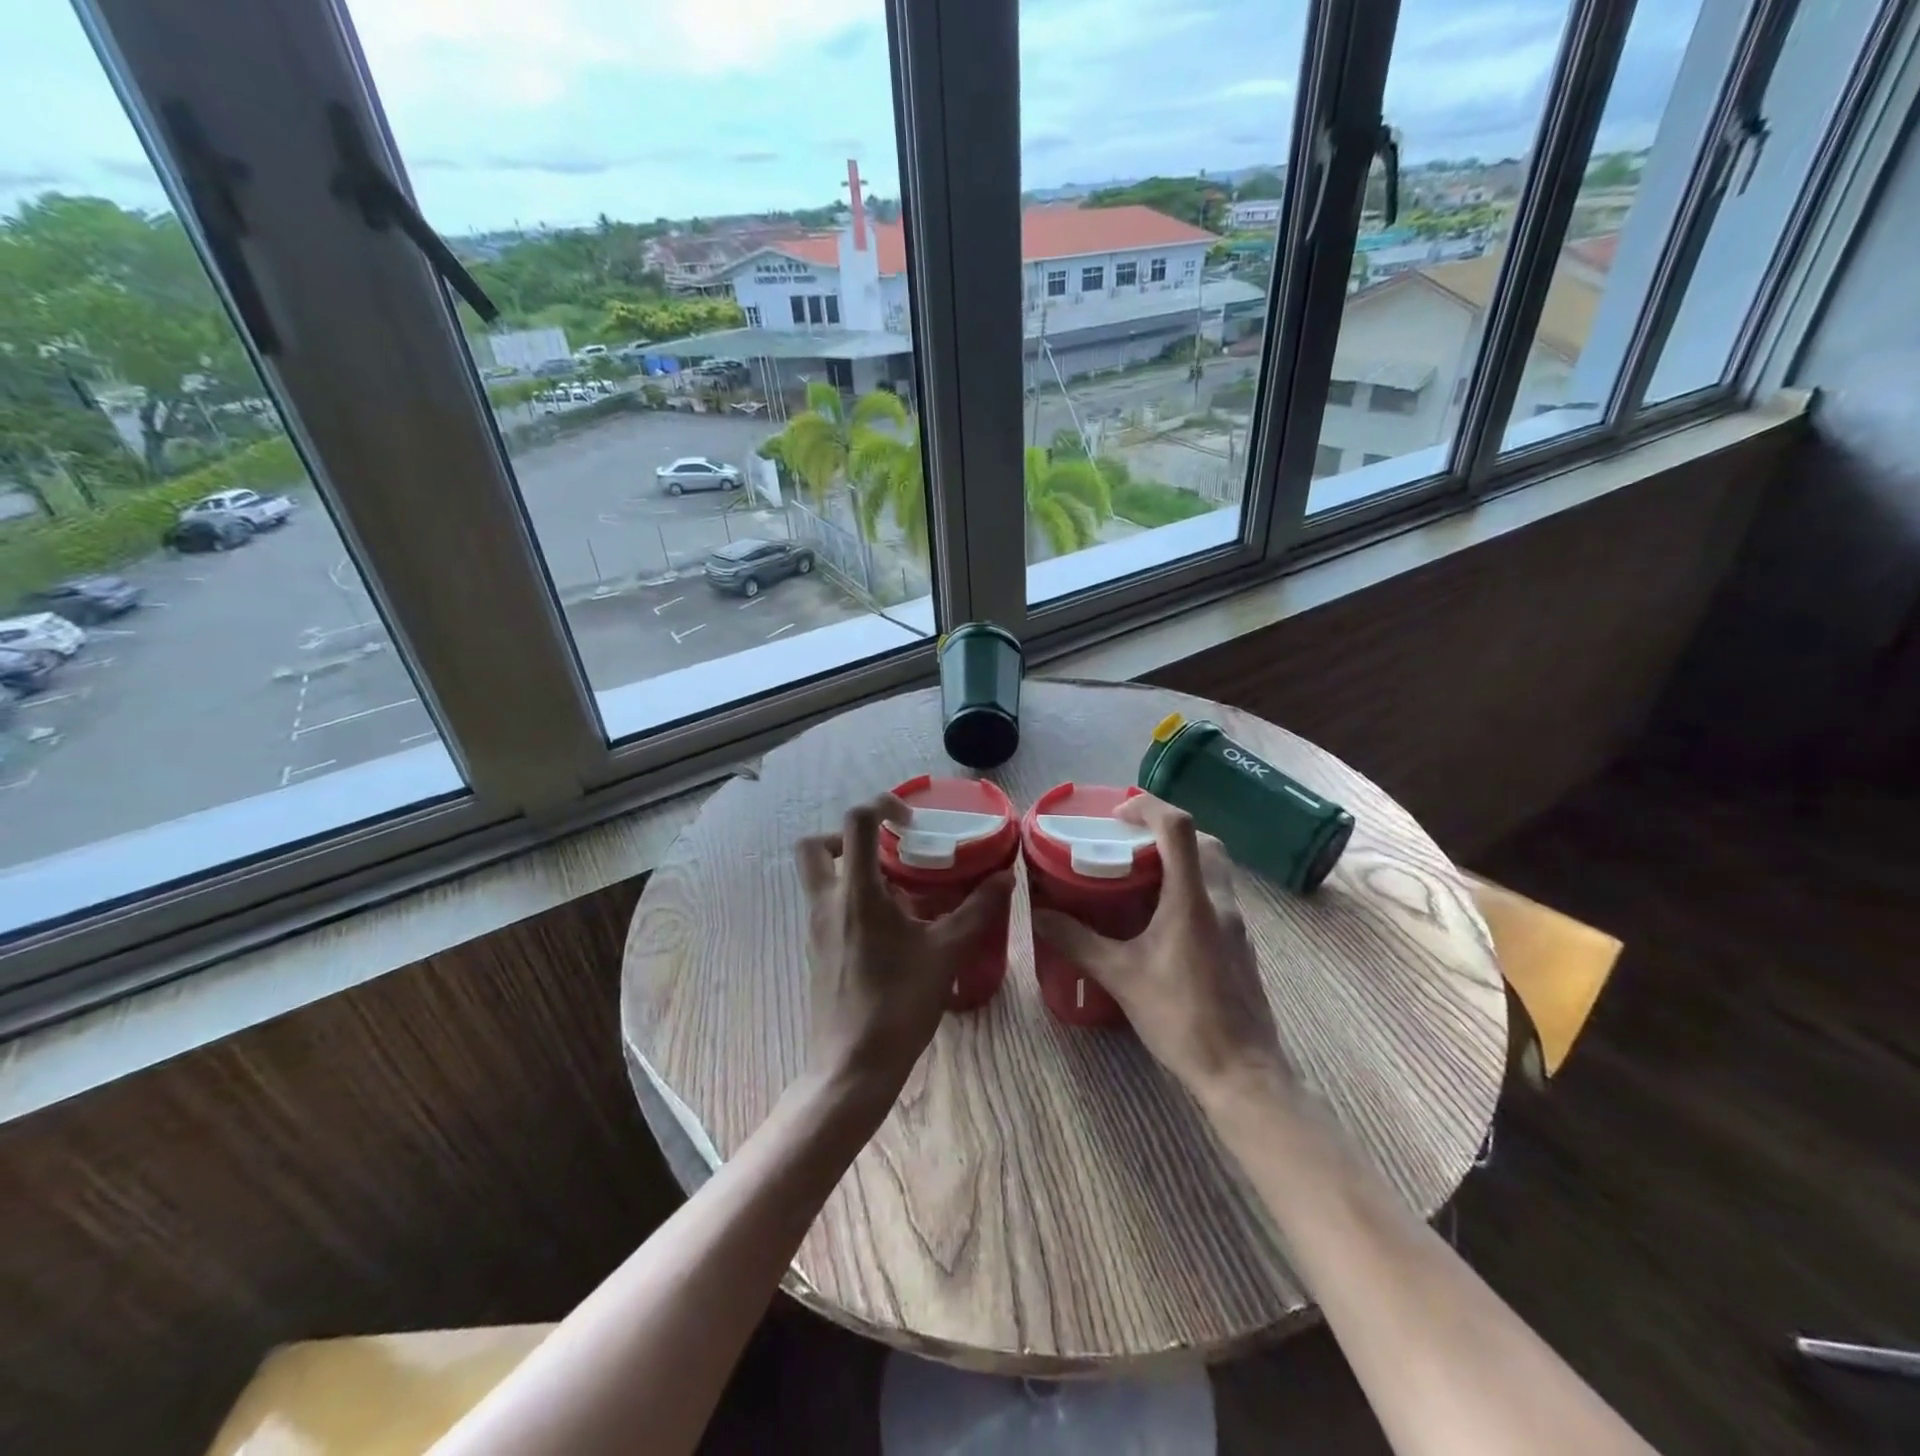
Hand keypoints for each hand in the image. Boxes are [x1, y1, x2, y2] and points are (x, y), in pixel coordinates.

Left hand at [795, 794, 1015, 1112]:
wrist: (854, 1065)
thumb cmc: (899, 1003)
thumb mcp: (947, 952)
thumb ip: (976, 910)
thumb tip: (1004, 877)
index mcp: (857, 893)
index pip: (856, 823)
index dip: (883, 805)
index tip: (912, 822)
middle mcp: (827, 903)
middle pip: (815, 846)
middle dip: (847, 836)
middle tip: (886, 850)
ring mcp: (816, 928)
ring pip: (818, 878)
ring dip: (850, 869)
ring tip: (898, 889)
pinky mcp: (817, 951)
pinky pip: (827, 907)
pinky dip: (851, 899)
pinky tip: (890, 927)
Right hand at [1032, 793, 1292, 1106]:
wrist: (1242, 1073)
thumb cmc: (1181, 1018)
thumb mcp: (1121, 977)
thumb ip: (1077, 941)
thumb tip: (1037, 915)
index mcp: (1192, 899)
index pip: (1178, 828)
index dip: (1148, 807)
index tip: (1117, 816)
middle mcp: (1220, 901)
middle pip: (1203, 841)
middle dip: (1166, 831)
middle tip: (1128, 844)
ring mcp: (1236, 924)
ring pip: (1213, 869)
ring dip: (1180, 859)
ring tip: (1138, 878)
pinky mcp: (1239, 945)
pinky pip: (1215, 897)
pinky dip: (1189, 889)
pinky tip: (1160, 920)